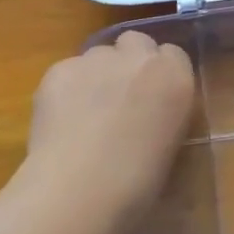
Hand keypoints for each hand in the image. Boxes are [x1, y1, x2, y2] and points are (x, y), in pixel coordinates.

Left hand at [22, 31, 196, 230]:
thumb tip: (149, 113)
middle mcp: (137, 58)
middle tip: (120, 98)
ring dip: (97, 74)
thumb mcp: (170, 144)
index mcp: (174, 77)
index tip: (153, 98)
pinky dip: (66, 90)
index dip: (160, 74)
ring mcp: (95, 60)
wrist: (79, 191)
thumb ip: (164, 113)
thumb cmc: (137, 184)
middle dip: (129, 62)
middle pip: (135, 42)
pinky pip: (67, 71)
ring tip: (85, 114)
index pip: (173, 54)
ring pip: (97, 55)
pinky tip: (62, 122)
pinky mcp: (59, 70)